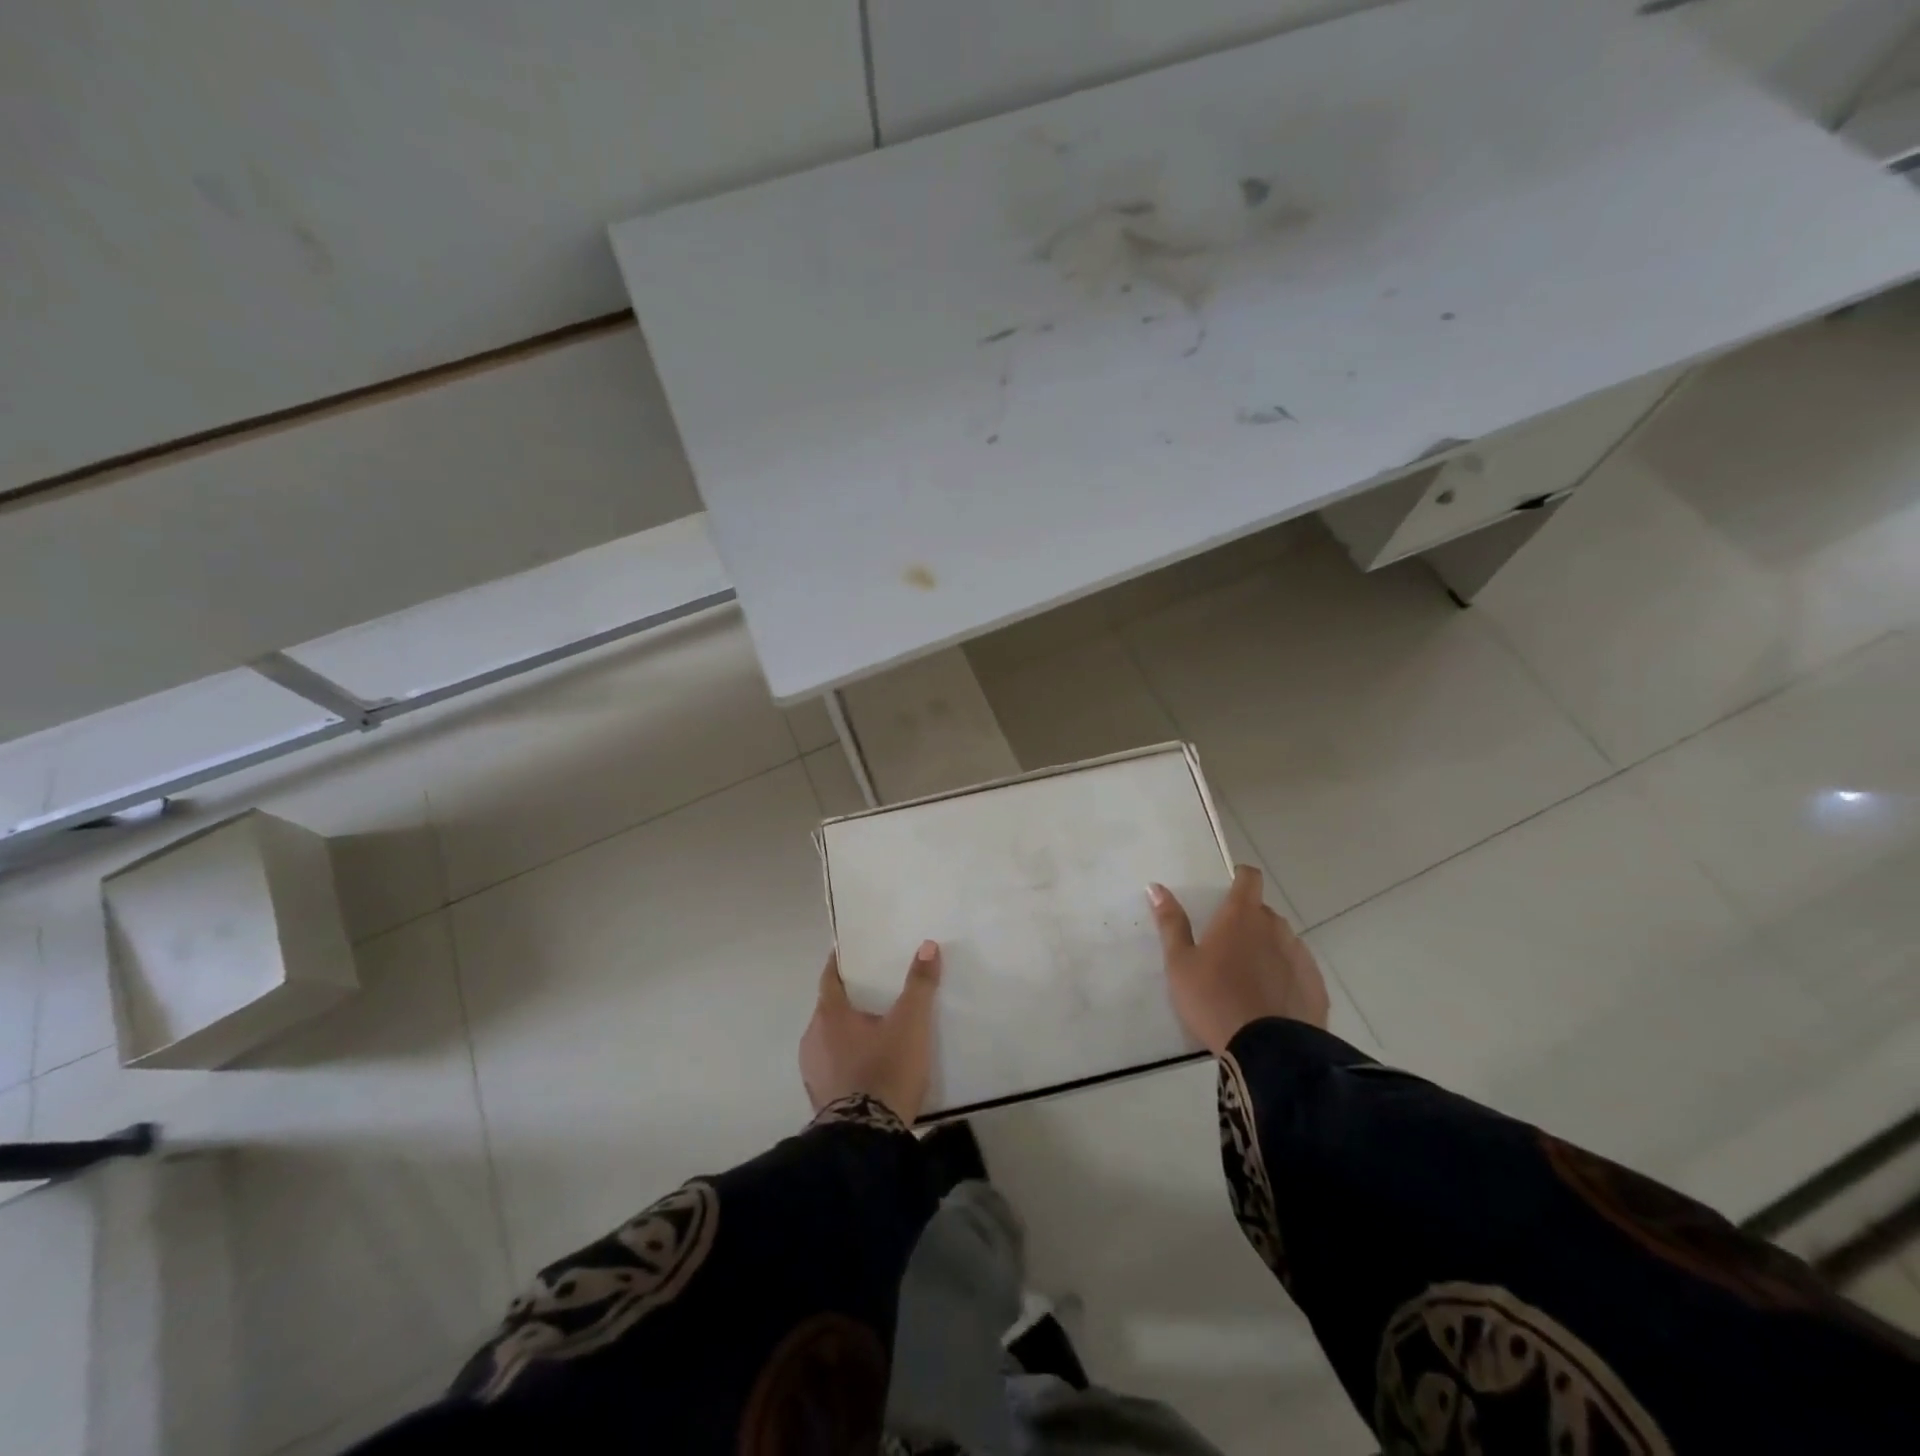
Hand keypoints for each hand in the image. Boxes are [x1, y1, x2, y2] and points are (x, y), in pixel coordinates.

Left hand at [799, 941, 942, 1124]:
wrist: (867, 1139)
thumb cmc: (887, 1070)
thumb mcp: (911, 1024)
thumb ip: (920, 984)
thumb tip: (928, 946)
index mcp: (829, 1015)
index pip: (829, 978)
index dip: (839, 963)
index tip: (850, 953)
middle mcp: (813, 1037)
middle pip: (830, 1008)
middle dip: (849, 998)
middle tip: (875, 990)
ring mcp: (813, 1070)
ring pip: (830, 1038)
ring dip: (848, 1031)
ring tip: (876, 1028)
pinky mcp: (820, 1097)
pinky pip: (833, 1065)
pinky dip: (847, 1058)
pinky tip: (869, 1064)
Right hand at [1149, 866, 1329, 1054]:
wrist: (1268, 1051)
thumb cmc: (1214, 999)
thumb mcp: (1180, 963)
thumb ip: (1171, 923)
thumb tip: (1155, 887)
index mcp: (1241, 916)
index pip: (1249, 878)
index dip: (1240, 878)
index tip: (1228, 889)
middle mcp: (1275, 927)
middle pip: (1262, 912)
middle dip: (1247, 921)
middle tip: (1225, 947)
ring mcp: (1300, 956)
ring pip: (1281, 940)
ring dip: (1266, 948)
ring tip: (1247, 978)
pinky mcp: (1315, 985)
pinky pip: (1297, 970)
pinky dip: (1284, 976)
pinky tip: (1269, 1000)